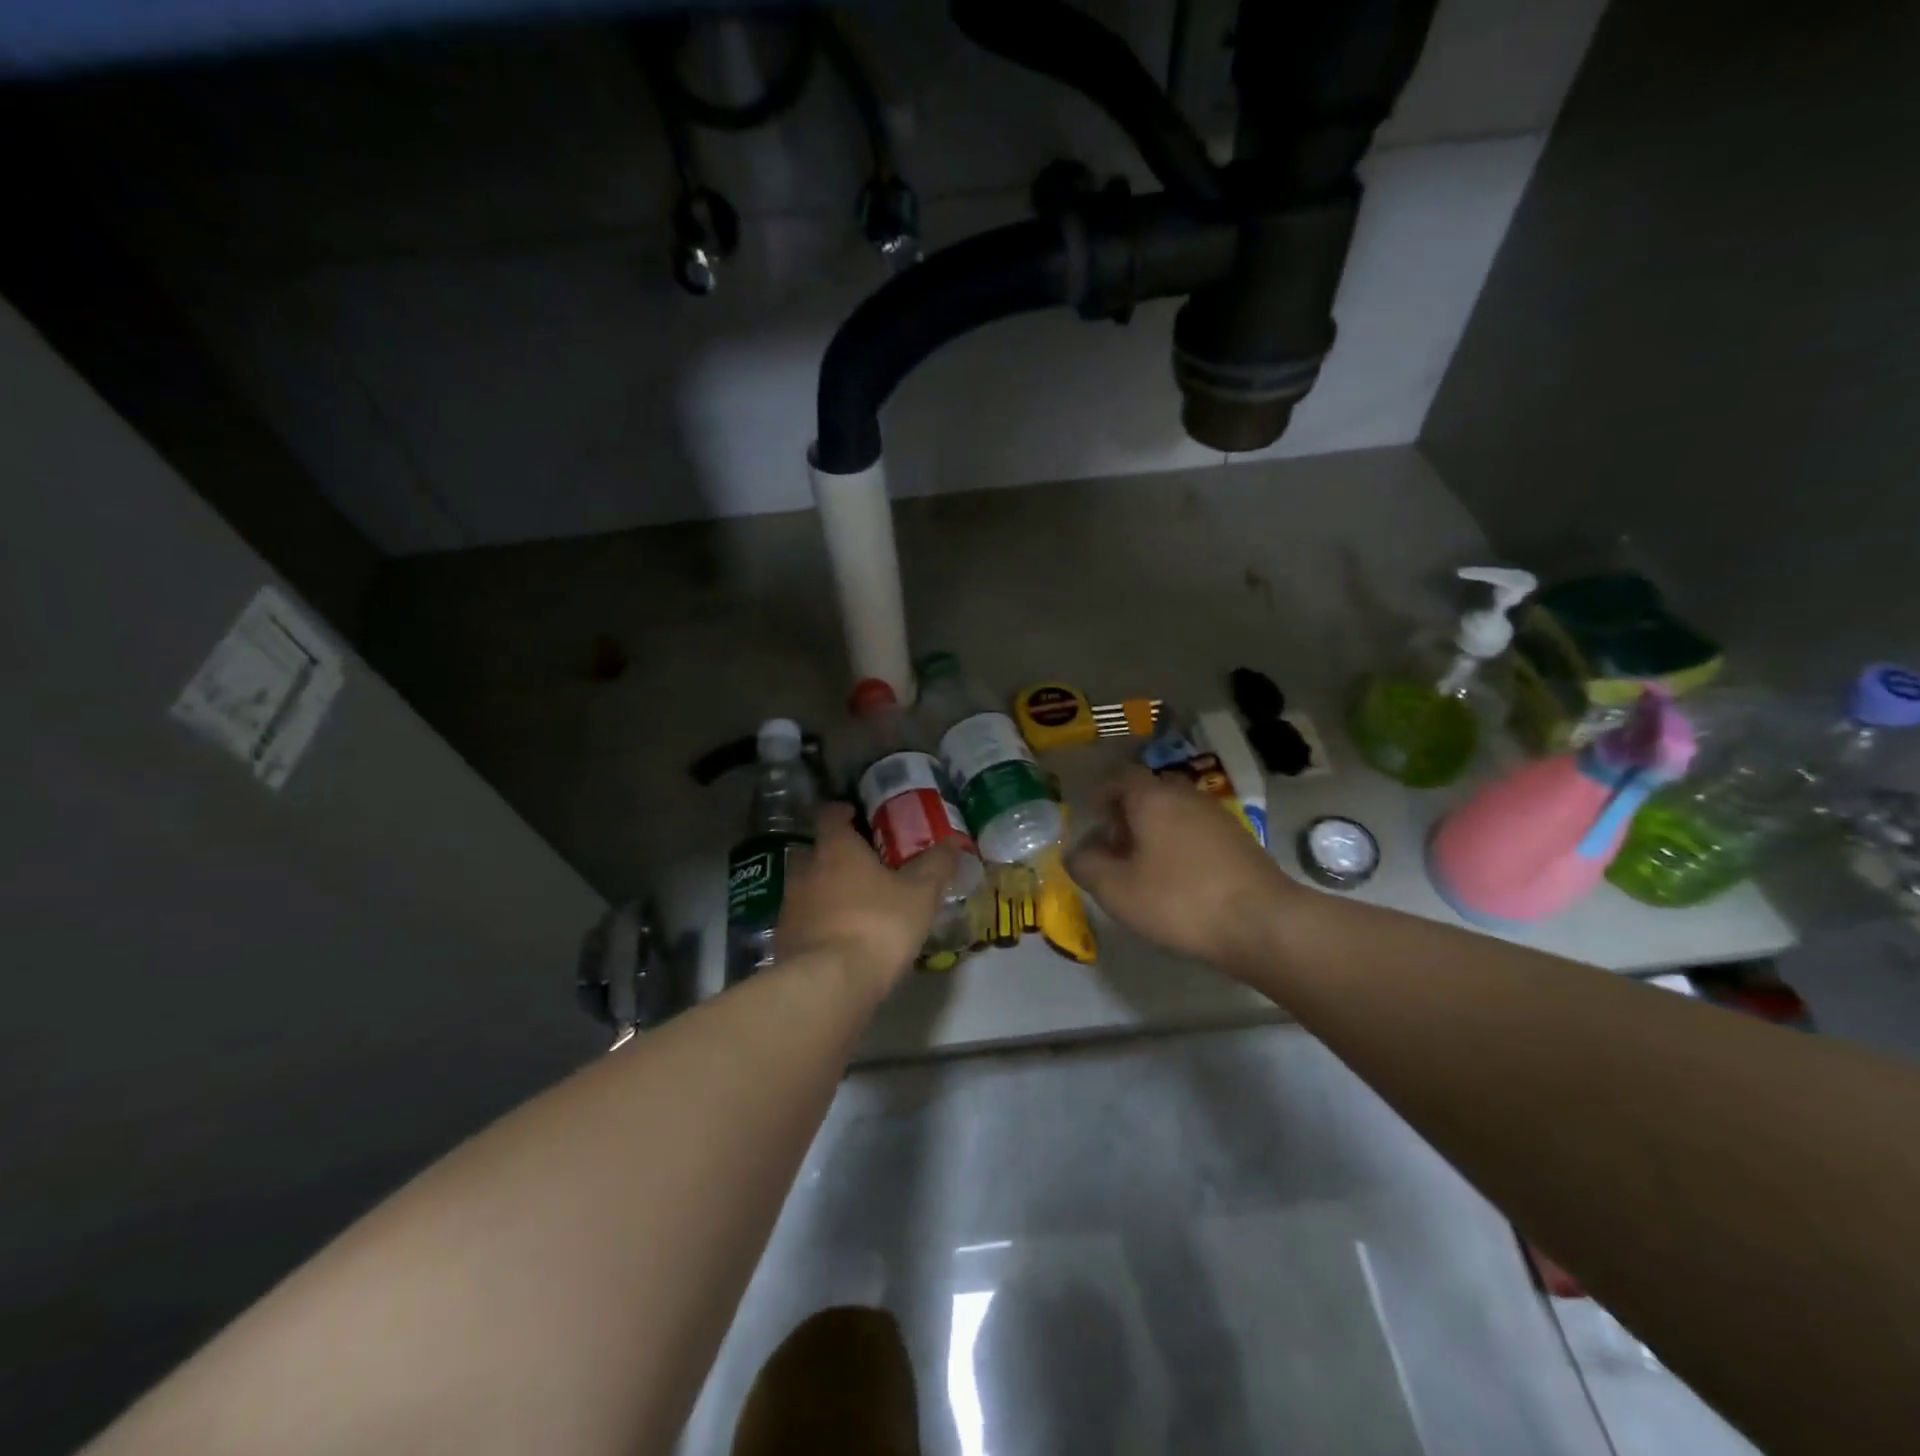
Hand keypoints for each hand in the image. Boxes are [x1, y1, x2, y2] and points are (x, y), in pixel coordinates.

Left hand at [777, 804, 959, 998]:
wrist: (828, 984)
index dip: (843, 812)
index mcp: (836, 848)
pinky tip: (841, 938)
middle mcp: (806, 869)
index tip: (858, 817)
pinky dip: (820, 922)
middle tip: (863, 865)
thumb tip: (952, 842)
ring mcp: (790, 906)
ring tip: (856, 905)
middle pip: (815, 851)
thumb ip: (936, 865)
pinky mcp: (784, 940)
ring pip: (807, 887)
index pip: (830, 815)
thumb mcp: (920, 894)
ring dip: (826, 890)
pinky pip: (804, 920)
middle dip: (835, 854)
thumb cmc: (877, 924)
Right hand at [1067, 767, 1299, 972]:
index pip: (1121, 777)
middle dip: (1128, 815)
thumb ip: (1086, 867)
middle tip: (1116, 848)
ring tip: (1145, 868)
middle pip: (1149, 793)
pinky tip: (1180, 881)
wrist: (1262, 923)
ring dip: (1156, 832)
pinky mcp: (1240, 841)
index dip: (1102, 794)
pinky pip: (1198, 832)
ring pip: (1176, 812)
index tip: (1093, 819)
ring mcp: (1218, 816)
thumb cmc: (1178, 900)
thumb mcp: (1116, 890)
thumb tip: (1077, 854)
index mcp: (1153, 798)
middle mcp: (1186, 796)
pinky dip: (1181, 846)